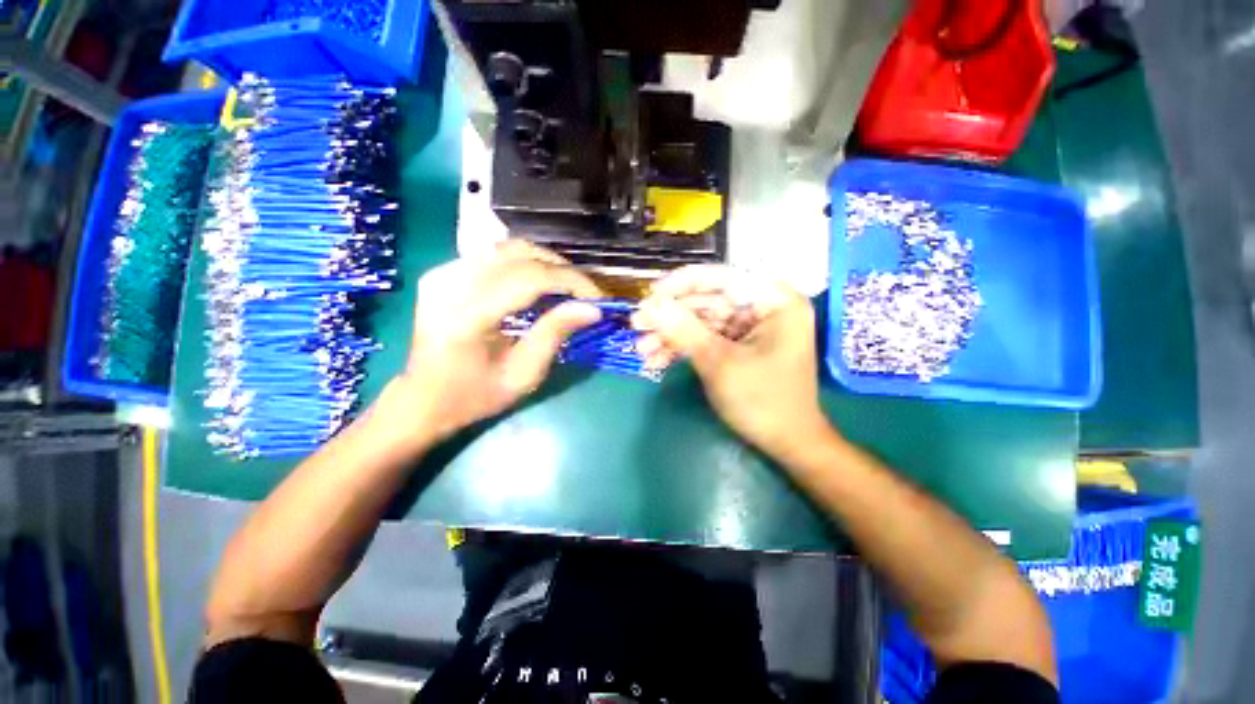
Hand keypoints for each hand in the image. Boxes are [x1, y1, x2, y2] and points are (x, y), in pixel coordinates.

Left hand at [389, 241, 602, 443]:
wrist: (423, 399)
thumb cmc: (474, 396)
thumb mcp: (523, 375)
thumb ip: (555, 334)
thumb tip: (592, 309)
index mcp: (466, 316)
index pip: (529, 278)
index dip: (571, 281)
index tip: (598, 299)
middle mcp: (450, 284)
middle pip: (519, 255)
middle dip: (562, 270)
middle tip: (586, 293)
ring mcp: (442, 273)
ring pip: (507, 248)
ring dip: (545, 264)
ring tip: (567, 287)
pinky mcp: (443, 272)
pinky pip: (494, 255)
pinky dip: (524, 264)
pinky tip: (538, 284)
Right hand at [632, 265, 830, 457]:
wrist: (786, 443)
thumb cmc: (762, 401)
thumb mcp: (719, 363)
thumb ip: (684, 330)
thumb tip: (650, 306)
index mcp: (774, 301)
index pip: (722, 278)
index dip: (682, 283)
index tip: (650, 294)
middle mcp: (764, 308)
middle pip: (708, 301)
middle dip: (671, 317)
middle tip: (636, 324)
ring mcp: (750, 328)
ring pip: (702, 322)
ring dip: (671, 336)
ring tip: (641, 349)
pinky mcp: (739, 345)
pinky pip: (706, 339)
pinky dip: (683, 349)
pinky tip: (656, 360)